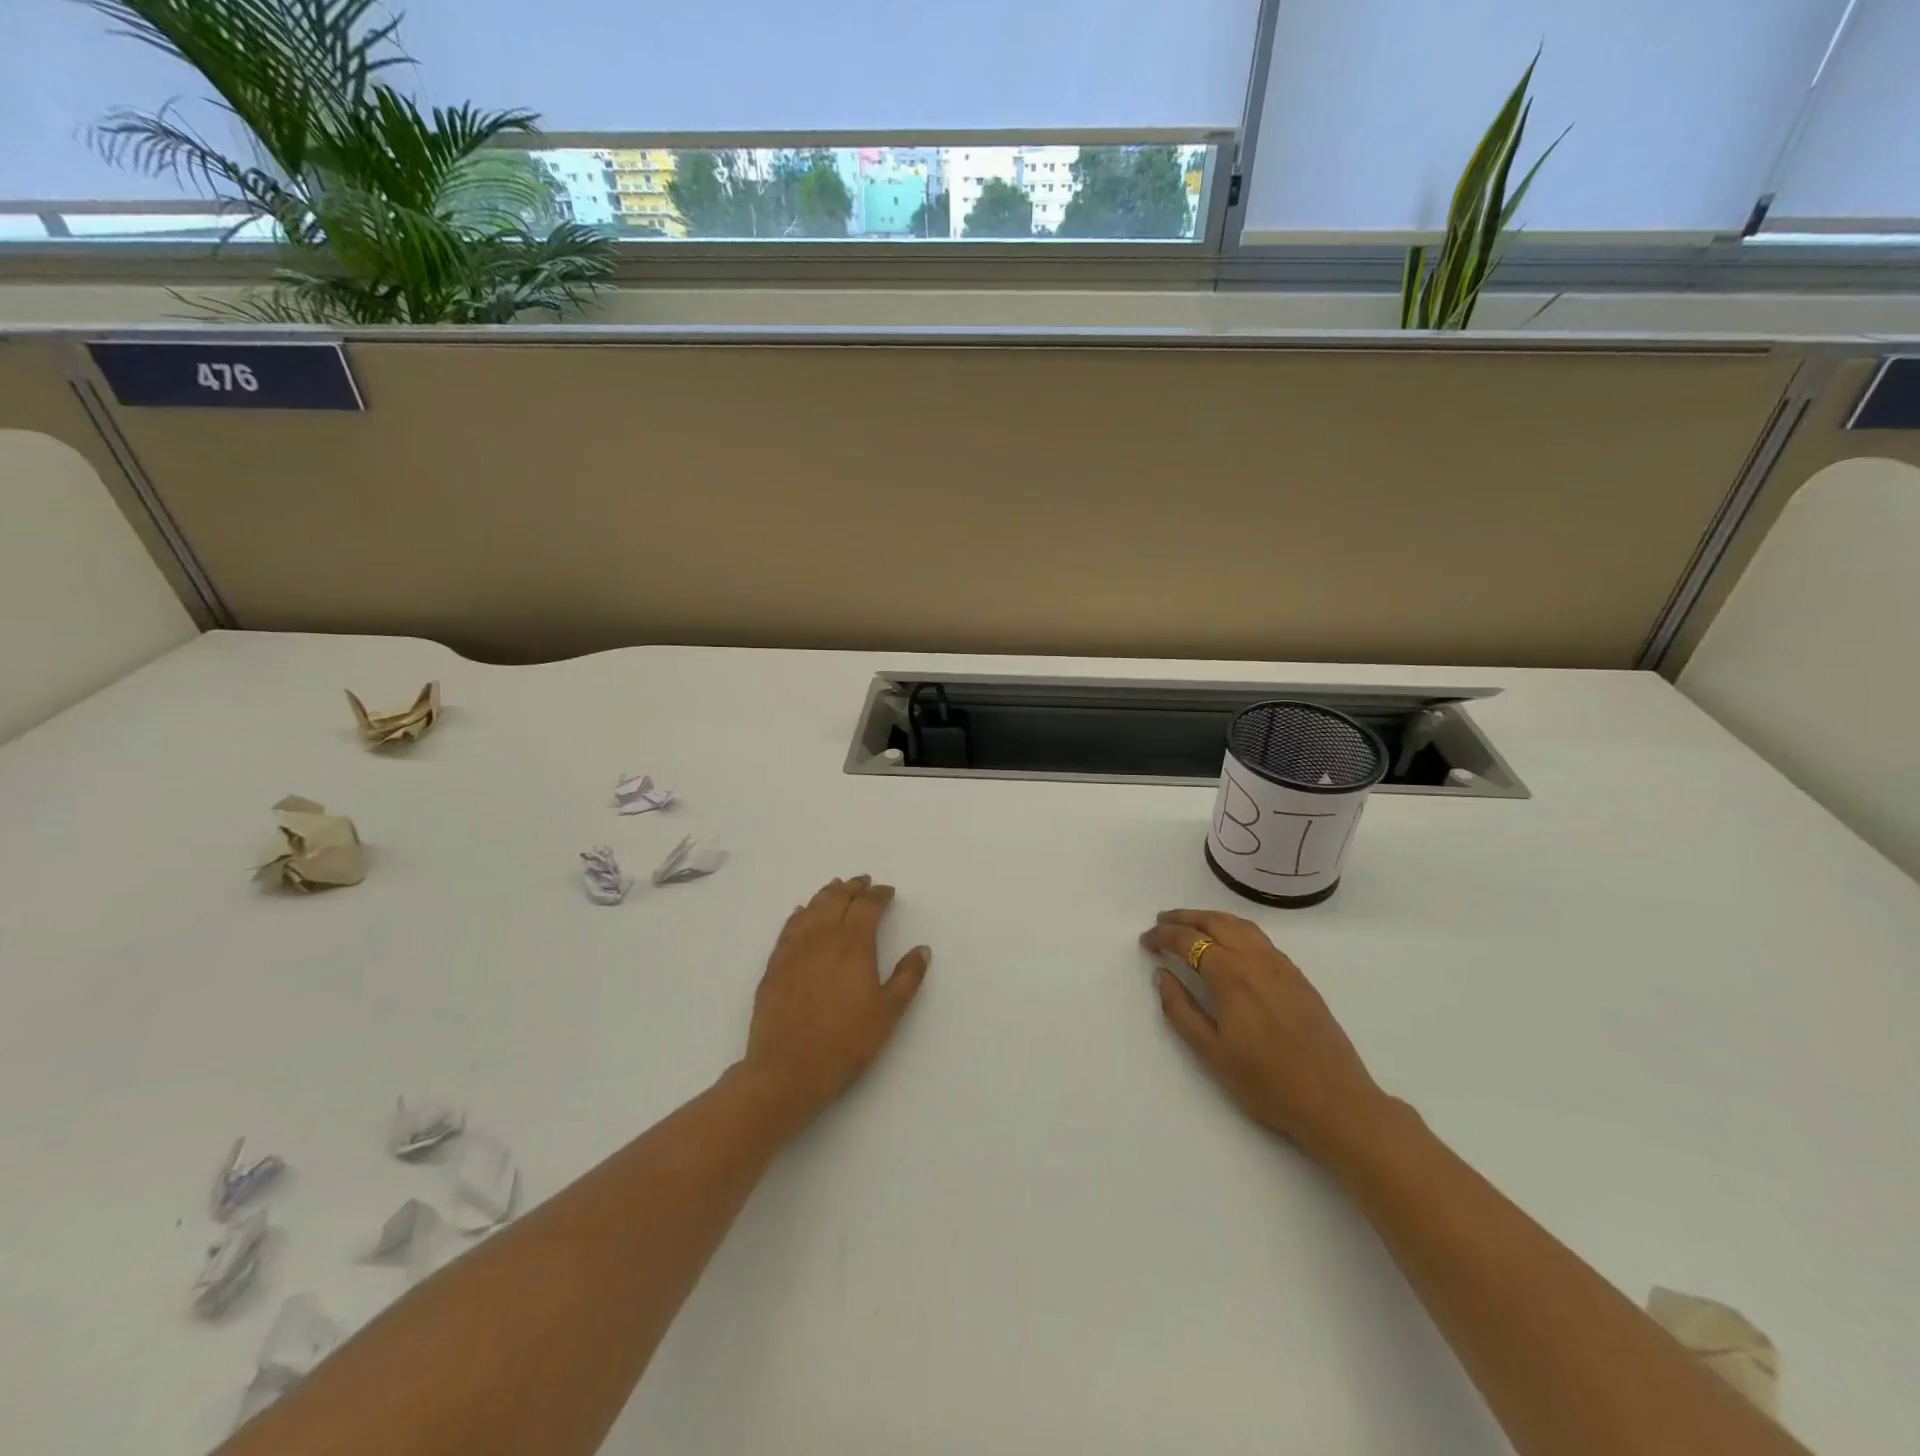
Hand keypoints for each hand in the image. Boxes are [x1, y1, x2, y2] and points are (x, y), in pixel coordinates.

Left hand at [743, 875, 930, 1128]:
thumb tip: (922, 950)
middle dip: (853, 887)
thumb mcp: (888, 1013)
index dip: (879, 895)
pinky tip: (801, 913)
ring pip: (811, 908)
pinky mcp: (774, 964)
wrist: (787, 1069)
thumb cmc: (845, 1042)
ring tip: (836, 888)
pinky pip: (789, 927)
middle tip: (863, 882)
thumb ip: (907, 977)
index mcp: (854, 943)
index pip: (867, 905)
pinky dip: (800, 913)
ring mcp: (794, 948)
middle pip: (837, 899)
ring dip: (827, 894)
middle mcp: (822, 936)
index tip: (887, 891)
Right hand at [1140, 908, 1390, 1164]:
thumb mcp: (1212, 1052)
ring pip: (1240, 925)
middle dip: (1185, 918)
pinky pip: (1259, 938)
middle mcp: (1255, 958)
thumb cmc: (1267, 1082)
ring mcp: (1281, 965)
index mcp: (1230, 974)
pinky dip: (1235, 929)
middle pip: (1215, 922)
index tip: (1145, 941)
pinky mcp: (1298, 976)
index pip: (1188, 940)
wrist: (1336, 1101)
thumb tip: (1162, 974)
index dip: (1163, 936)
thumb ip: (1181, 1009)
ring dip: (1211, 919)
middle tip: (1162, 922)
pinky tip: (1230, 945)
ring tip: (1191, 925)